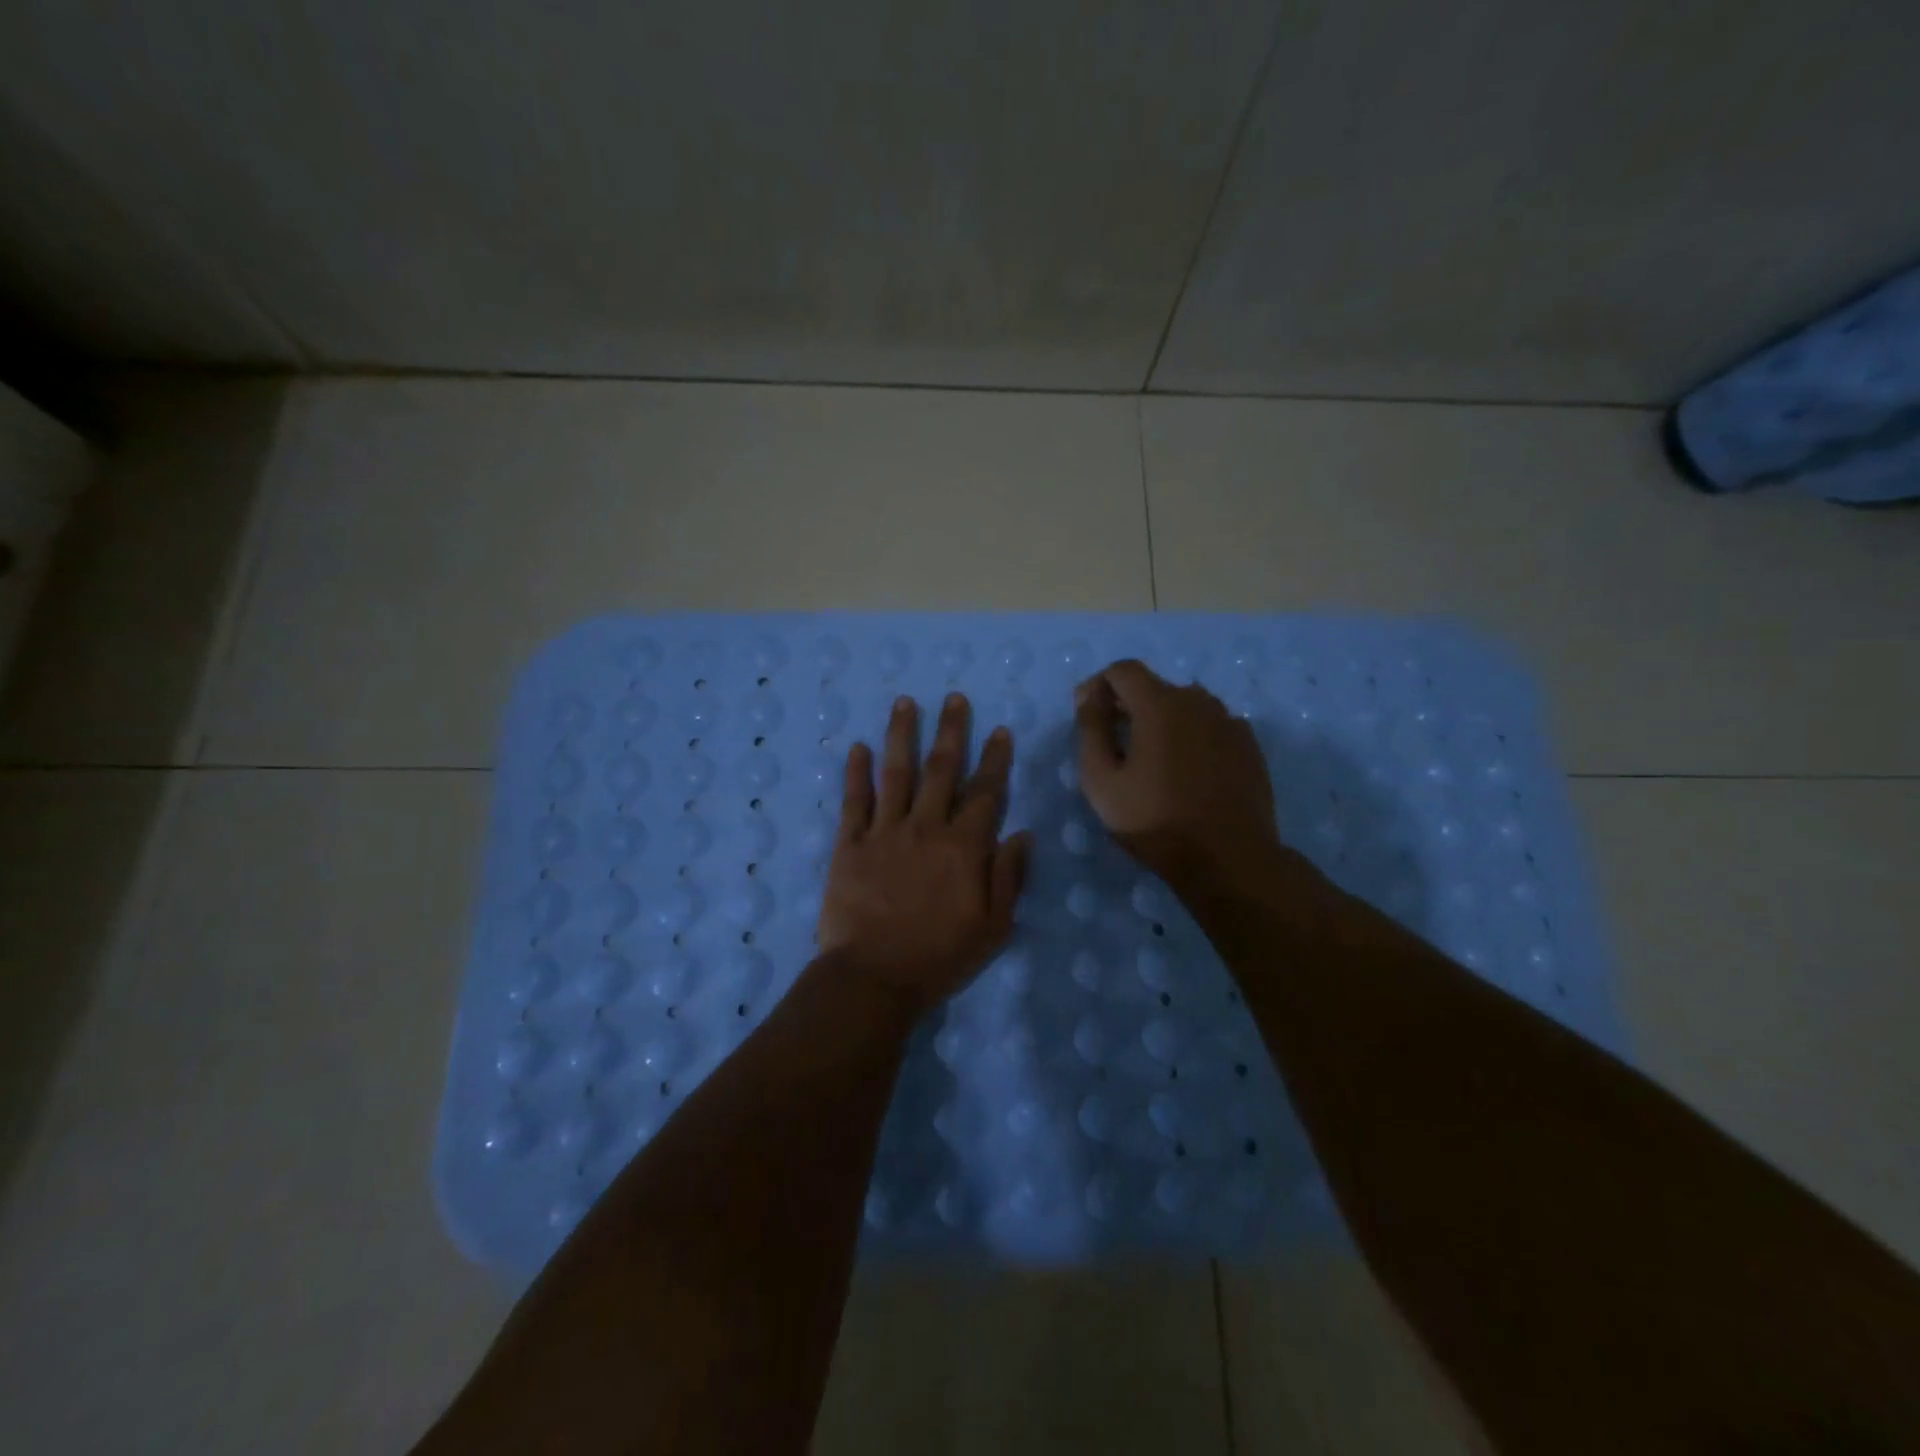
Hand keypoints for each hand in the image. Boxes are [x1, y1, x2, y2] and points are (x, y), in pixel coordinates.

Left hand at [818, 693, 1031, 1015]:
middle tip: (954, 698)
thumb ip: (1008, 877)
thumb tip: (1022, 834)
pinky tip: (858, 747)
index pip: (985, 792)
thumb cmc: (939, 957)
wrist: (873, 978)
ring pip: (896, 773)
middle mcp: (926, 827)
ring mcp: (884, 832)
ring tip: (905, 703)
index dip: (994, 759)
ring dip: (902, 735)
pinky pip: (854, 801)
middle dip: (951, 731)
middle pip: (941, 770)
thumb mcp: (993, 928)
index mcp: (964, 847)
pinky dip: (856, 772)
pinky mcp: (850, 845)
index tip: (999, 730)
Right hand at [1074, 659, 1280, 880]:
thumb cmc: (1155, 821)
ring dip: (1162, 720)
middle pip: (1155, 686)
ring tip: (1151, 758)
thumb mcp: (1102, 781)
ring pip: (1185, 706)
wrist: (1228, 859)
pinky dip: (1191, 736)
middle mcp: (1198, 700)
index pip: (1123, 670)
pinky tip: (1186, 770)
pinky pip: (1210, 726)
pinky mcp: (1248, 745)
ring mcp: (1229, 721)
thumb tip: (1089, 697)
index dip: (1098, 685)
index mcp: (1160, 704)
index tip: (1088, 714)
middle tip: (1113, 741)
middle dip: (1128, 704)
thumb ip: (1091, 730)